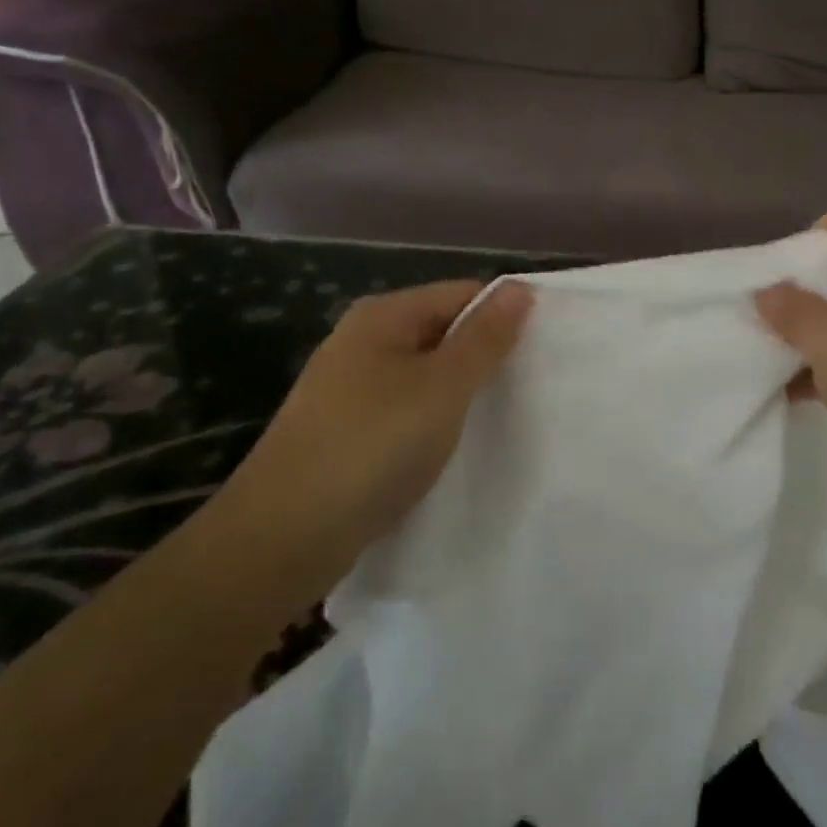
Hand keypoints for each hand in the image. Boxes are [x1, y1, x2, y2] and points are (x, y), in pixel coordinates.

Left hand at [209, 280, 532, 604]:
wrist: (282, 539)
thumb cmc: (372, 446)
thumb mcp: (443, 387)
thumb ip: (485, 338)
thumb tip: (520, 288)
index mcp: (383, 317)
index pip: (462, 294)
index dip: (503, 316)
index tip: (545, 349)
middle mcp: (363, 342)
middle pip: (442, 332)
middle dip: (484, 356)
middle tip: (531, 387)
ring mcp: (350, 389)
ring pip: (425, 376)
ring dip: (461, 393)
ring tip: (502, 417)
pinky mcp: (346, 432)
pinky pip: (405, 411)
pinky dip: (433, 422)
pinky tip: (455, 446)